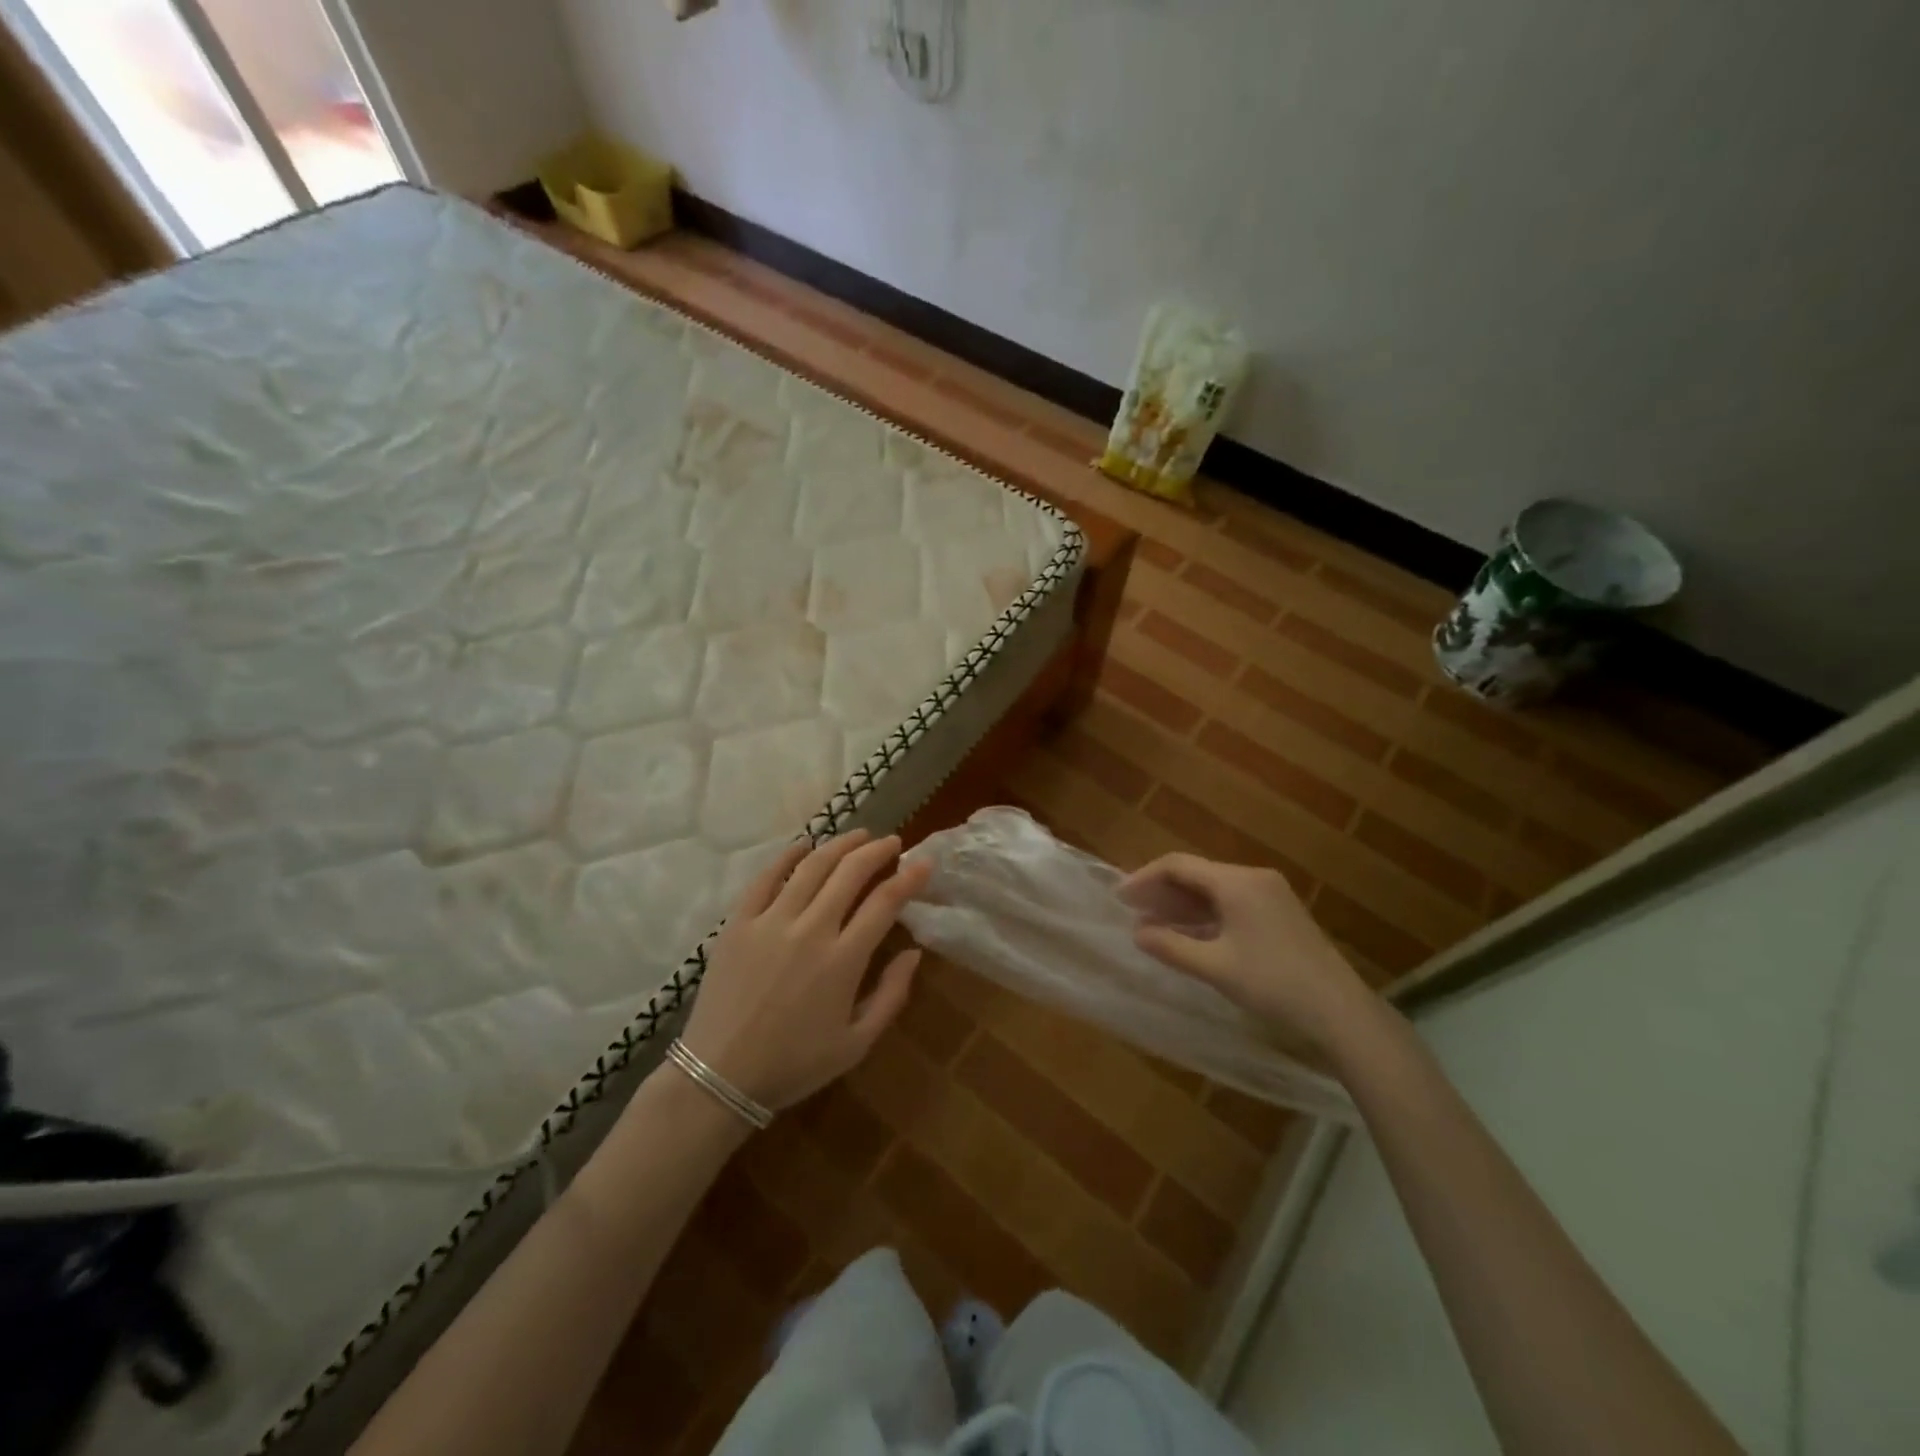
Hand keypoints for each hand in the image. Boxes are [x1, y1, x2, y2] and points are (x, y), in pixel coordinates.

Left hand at [681, 830, 930, 1110]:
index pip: (884, 902)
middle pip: (850, 873)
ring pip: (811, 866)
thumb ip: (891, 995)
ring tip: (858, 835)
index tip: (923, 863)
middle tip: (892, 842)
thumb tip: (914, 952)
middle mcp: (810, 930)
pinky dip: (788, 856)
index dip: (909, 878)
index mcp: (843, 960)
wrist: (719, 1076)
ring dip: (839, 845)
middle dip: (877, 851)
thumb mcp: (856, 1043)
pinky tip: (804, 845)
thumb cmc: (794, 1064)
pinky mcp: (738, 922)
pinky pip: (765, 878)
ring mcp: (770, 921)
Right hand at [1122, 852, 1372, 1050]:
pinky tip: (1189, 934)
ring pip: (1214, 890)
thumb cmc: (1273, 984)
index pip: (1179, 865)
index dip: (1145, 878)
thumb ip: (1171, 946)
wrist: (1341, 1012)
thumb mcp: (1215, 967)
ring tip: (1153, 924)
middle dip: (1162, 891)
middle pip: (1197, 874)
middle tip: (1132, 912)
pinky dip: (1206, 915)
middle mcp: (1254, 878)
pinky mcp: (1280, 914)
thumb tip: (1138, 932)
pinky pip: (1232, 903)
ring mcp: (1271, 895)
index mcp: (1237, 882)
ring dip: (1183, 905)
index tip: (1120, 898)